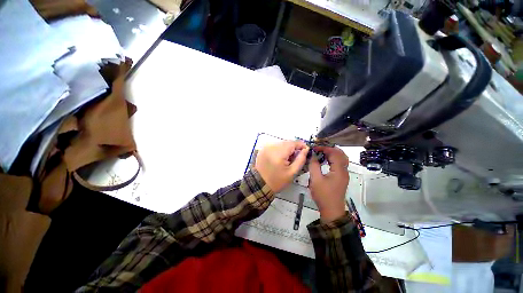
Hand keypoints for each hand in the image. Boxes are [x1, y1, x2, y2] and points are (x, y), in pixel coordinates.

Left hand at [255, 141, 308, 192]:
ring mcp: (266, 147)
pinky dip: (280, 149)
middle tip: (296, 157)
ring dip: (287, 148)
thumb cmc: (277, 180)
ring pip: (281, 143)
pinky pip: (275, 145)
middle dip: (294, 148)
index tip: (306, 150)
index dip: (301, 145)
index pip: (293, 143)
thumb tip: (306, 149)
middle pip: (287, 142)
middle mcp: (271, 147)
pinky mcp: (263, 149)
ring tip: (288, 158)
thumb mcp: (292, 172)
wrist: (260, 184)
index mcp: (279, 153)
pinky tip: (280, 157)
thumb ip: (301, 159)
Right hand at [308, 146, 348, 222]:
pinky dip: (332, 160)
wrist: (331, 210)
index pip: (334, 153)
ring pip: (341, 159)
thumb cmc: (323, 195)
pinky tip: (324, 161)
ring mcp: (344, 175)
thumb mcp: (315, 179)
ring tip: (321, 153)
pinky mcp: (341, 178)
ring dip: (332, 154)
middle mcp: (344, 171)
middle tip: (319, 149)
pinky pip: (339, 164)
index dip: (324, 148)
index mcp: (339, 170)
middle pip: (341, 154)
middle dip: (330, 149)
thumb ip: (314, 165)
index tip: (315, 148)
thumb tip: (313, 155)